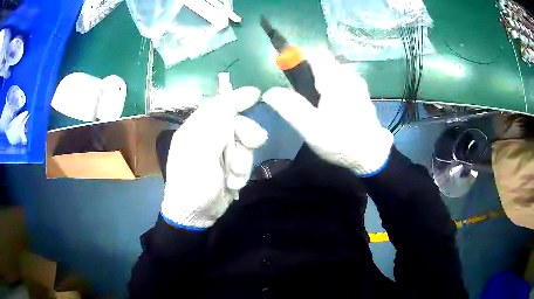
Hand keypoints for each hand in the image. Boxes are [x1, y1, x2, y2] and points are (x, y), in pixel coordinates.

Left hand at [161, 87, 267, 228]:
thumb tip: (229, 99)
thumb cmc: (192, 185)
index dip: (236, 98)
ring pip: (244, 144)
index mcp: (195, 129)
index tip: (255, 94)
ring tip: (233, 177)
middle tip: (256, 142)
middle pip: (237, 123)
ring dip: (242, 161)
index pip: (217, 106)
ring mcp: (220, 152)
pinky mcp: (230, 166)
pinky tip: (232, 184)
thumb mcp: (200, 154)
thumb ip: (215, 126)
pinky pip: (245, 160)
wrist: (196, 216)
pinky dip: (242, 173)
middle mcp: (208, 137)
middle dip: (246, 134)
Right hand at [262, 57, 392, 175]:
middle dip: (310, 72)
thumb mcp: (311, 128)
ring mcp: (358, 84)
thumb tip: (269, 92)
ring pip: (334, 71)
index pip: (315, 54)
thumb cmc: (341, 141)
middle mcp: (349, 76)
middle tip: (302, 94)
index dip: (299, 58)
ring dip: (322, 79)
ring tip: (316, 103)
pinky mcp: (362, 93)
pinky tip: (331, 106)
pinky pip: (343, 80)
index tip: (289, 72)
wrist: (371, 156)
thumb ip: (290, 107)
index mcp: (336, 80)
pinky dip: (333, 86)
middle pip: (324, 62)